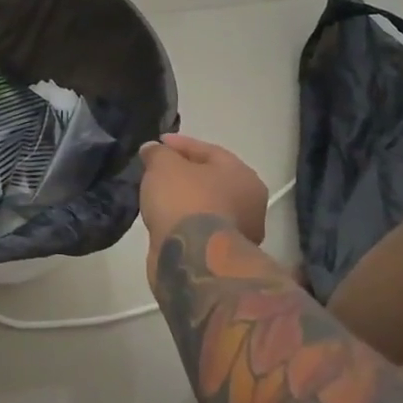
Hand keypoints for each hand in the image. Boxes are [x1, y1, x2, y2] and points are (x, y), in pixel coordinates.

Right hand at [139, 134, 268, 247]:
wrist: (193, 258)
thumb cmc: (185, 201)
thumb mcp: (164, 165)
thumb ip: (157, 153)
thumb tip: (152, 149)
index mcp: (243, 175)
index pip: (208, 151)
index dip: (179, 144)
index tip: (156, 143)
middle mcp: (249, 204)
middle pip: (210, 180)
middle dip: (183, 173)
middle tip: (156, 170)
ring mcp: (239, 233)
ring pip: (205, 207)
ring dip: (183, 200)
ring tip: (156, 196)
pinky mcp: (221, 256)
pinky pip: (199, 229)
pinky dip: (182, 222)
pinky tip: (163, 219)